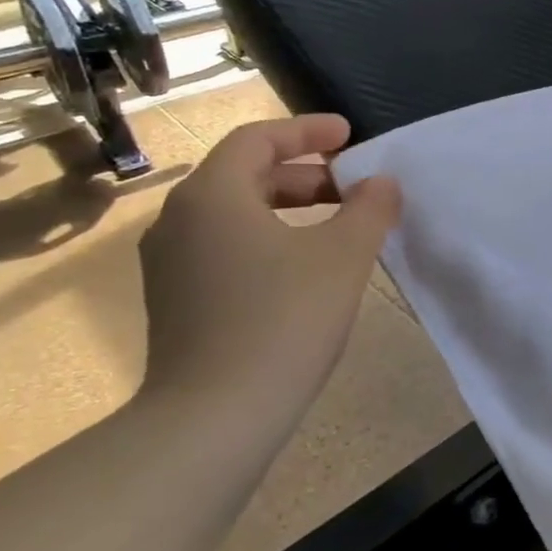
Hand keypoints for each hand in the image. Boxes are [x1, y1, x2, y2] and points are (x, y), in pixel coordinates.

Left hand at [138, 117, 400, 410]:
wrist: (214, 419)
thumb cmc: (283, 321)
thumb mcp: (342, 257)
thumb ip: (369, 210)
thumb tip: (381, 184)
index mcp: (212, 195)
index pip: (257, 139)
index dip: (307, 131)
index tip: (349, 135)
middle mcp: (179, 220)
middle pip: (244, 174)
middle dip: (304, 174)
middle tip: (352, 187)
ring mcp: (170, 264)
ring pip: (234, 214)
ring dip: (287, 209)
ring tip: (335, 227)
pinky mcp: (175, 302)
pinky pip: (224, 248)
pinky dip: (267, 240)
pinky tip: (302, 270)